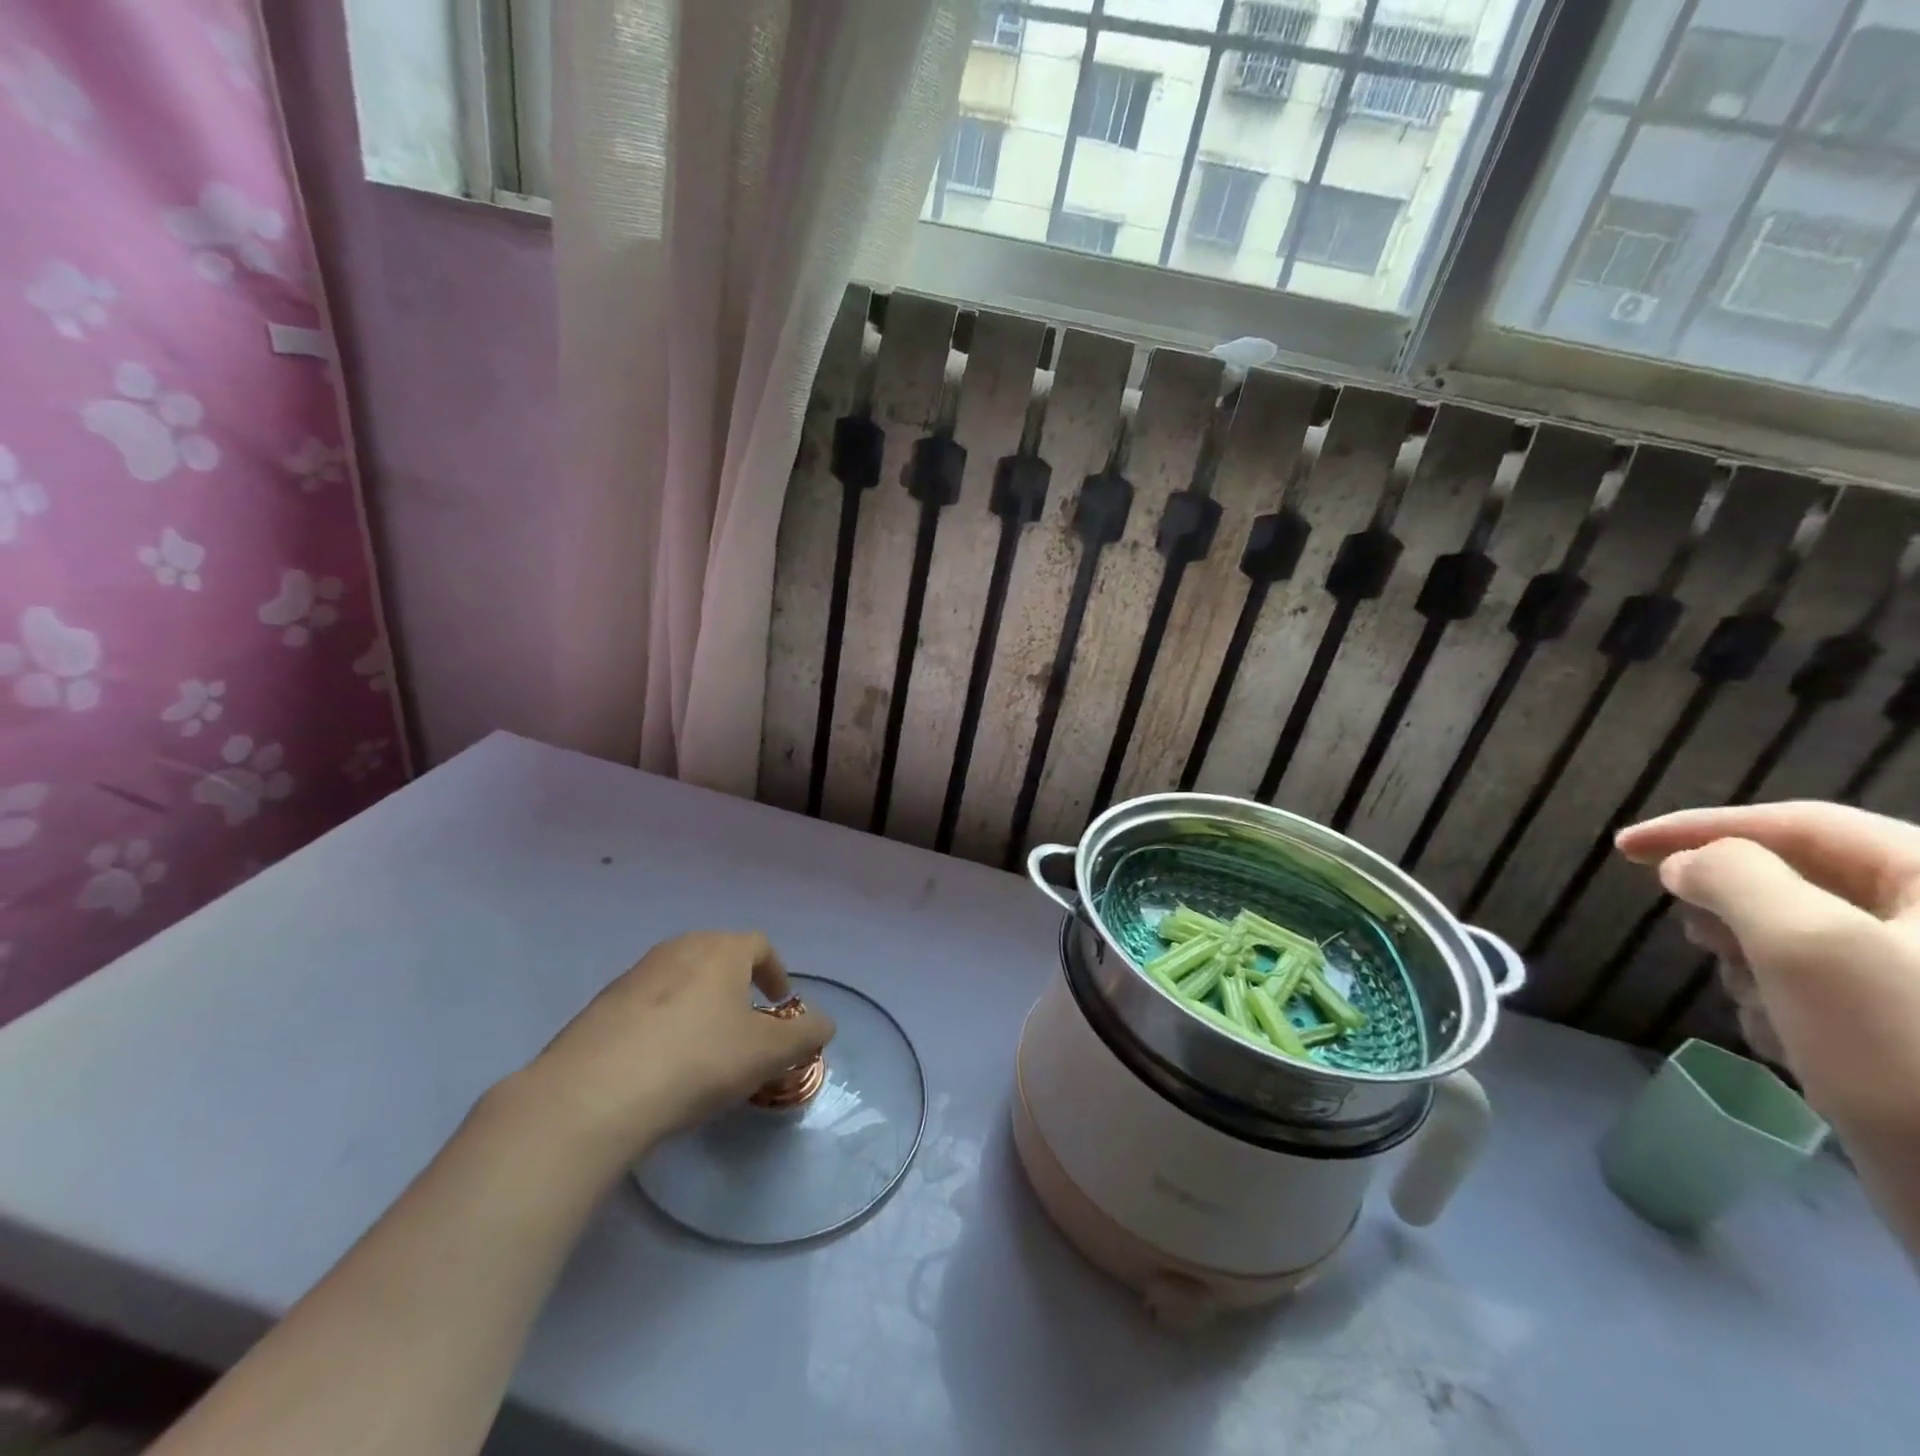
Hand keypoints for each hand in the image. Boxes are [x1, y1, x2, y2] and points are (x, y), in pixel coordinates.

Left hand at [510, 932, 835, 1174]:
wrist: (592, 1095)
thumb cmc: (696, 1061)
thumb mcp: (767, 1054)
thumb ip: (804, 1036)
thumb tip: (826, 1025)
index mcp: (721, 950)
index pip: (759, 945)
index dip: (776, 971)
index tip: (781, 1003)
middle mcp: (678, 949)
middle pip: (718, 957)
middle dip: (737, 987)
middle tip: (746, 1025)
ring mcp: (634, 975)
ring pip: (680, 981)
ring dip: (699, 1005)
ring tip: (703, 1048)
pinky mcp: (600, 1007)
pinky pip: (646, 1006)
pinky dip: (663, 1024)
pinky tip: (659, 1065)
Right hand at [1616, 803, 1919, 1141]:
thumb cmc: (1912, 1057)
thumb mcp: (1808, 946)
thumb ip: (1735, 879)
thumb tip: (1690, 865)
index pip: (1803, 824)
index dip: (1702, 828)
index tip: (1623, 849)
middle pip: (1796, 883)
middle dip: (1735, 912)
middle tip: (1703, 940)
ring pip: (1795, 942)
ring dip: (1755, 969)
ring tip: (1769, 1013)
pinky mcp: (1912, 1037)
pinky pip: (1816, 994)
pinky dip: (1783, 1010)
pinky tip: (1796, 1049)